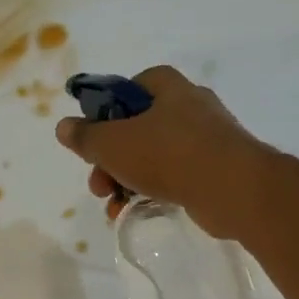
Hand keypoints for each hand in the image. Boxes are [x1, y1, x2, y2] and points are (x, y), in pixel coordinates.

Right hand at [53, 65, 270, 237]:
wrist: (234, 188)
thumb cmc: (169, 154)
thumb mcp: (113, 144)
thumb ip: (85, 136)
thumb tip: (64, 127)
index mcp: (167, 87)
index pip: (128, 88)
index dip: (105, 112)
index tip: (93, 138)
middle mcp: (189, 105)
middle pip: (136, 128)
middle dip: (110, 159)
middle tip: (97, 183)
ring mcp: (206, 138)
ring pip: (154, 156)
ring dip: (126, 180)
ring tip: (113, 205)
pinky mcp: (216, 169)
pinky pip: (174, 176)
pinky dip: (152, 192)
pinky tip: (134, 212)